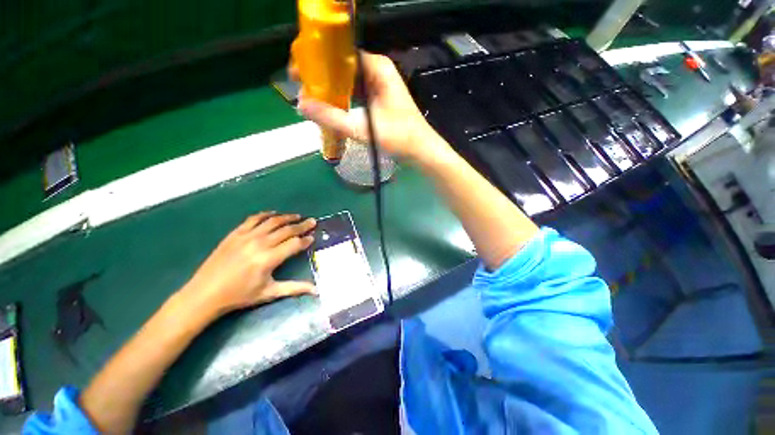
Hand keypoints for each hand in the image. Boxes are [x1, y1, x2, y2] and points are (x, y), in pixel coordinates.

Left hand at [181, 212, 316, 316]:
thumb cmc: (239, 296)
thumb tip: (317, 290)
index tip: (313, 237)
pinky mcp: (235, 234)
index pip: (294, 244)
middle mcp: (259, 244)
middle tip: (312, 221)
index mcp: (269, 259)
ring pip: (272, 221)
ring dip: (287, 217)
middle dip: (302, 225)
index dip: (306, 240)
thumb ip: (295, 288)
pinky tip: (273, 214)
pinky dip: (266, 214)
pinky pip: (253, 219)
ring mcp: (246, 236)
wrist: (205, 294)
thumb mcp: (269, 293)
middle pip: (287, 230)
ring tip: (297, 216)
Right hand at [295, 52, 444, 160]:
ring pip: (348, 81)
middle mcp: (378, 70)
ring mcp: (379, 85)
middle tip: (301, 89)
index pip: (340, 53)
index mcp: (377, 67)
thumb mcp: (363, 129)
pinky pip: (355, 93)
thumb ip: (332, 118)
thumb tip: (300, 105)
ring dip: (331, 90)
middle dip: (321, 77)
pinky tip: (331, 108)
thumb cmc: (399, 138)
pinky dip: (343, 99)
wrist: (421, 151)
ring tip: (311, 99)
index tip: (297, 73)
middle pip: (342, 67)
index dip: (316, 61)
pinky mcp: (379, 98)